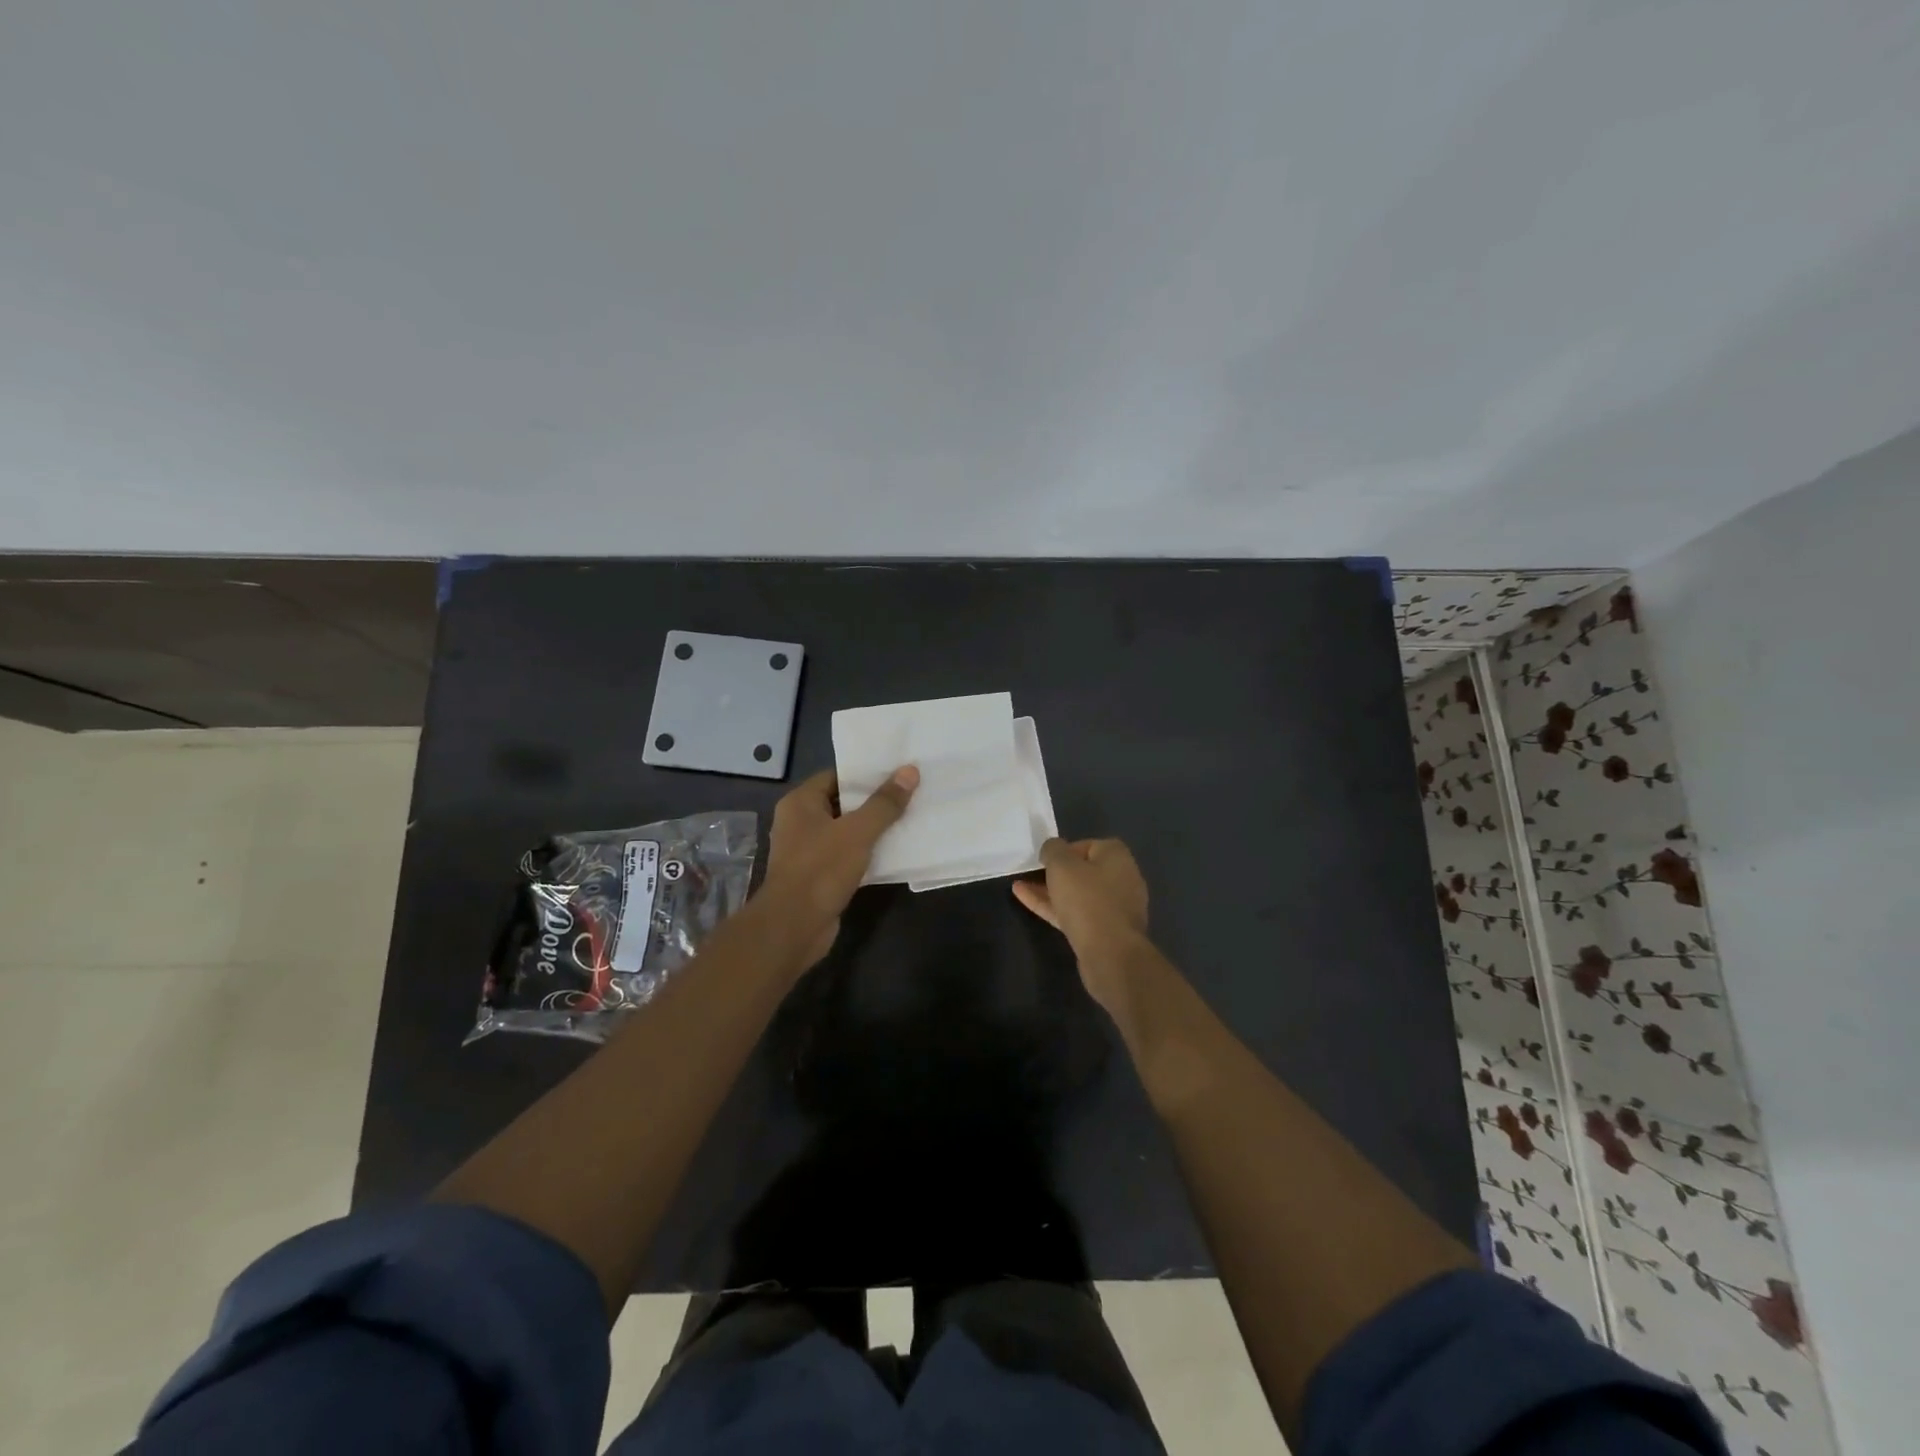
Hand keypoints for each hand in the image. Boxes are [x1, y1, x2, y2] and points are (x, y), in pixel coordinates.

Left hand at [763, 765, 918, 965]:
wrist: (794, 926)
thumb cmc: (821, 869)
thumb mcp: (858, 831)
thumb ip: (884, 803)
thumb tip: (910, 771)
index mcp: (800, 803)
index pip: (836, 776)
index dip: (866, 774)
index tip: (897, 772)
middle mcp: (800, 822)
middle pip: (842, 803)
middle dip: (874, 801)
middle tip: (909, 793)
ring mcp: (807, 851)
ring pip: (846, 831)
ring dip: (872, 829)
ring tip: (908, 818)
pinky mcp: (818, 875)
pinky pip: (846, 855)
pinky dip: (867, 853)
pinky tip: (894, 851)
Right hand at [1012, 837, 1149, 1009]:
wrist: (1110, 953)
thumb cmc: (1087, 900)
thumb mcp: (1062, 865)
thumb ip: (1053, 849)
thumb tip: (1052, 848)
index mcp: (1117, 857)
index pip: (1087, 845)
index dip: (1063, 850)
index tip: (1044, 859)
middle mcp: (1121, 878)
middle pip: (1083, 870)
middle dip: (1055, 872)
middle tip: (1031, 874)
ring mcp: (1114, 907)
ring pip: (1077, 894)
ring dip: (1050, 890)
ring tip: (1020, 887)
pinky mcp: (1104, 931)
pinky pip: (1076, 913)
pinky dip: (1053, 907)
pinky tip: (1027, 902)